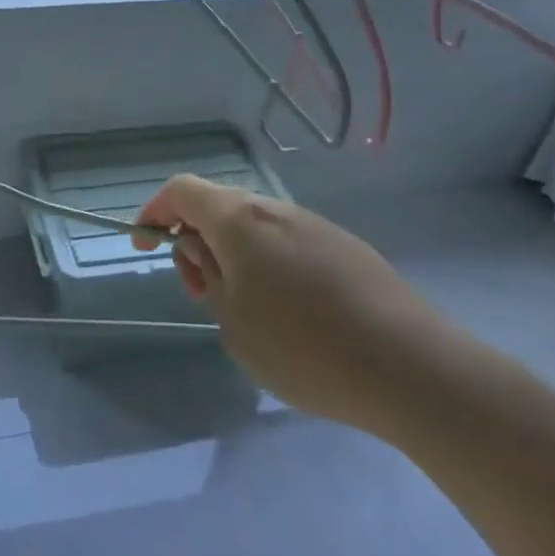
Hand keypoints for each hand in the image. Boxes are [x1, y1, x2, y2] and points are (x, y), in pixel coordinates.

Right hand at [132, 177, 441, 436]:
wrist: (409, 365)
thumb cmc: (303, 347)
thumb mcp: (233, 322)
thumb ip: (208, 278)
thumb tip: (204, 253)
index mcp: (239, 219)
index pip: (181, 190)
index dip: (154, 211)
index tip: (146, 246)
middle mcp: (275, 209)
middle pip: (218, 206)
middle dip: (195, 240)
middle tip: (198, 291)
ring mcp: (314, 224)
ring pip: (254, 226)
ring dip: (231, 254)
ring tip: (241, 308)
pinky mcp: (344, 246)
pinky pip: (287, 242)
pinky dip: (266, 263)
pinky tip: (286, 311)